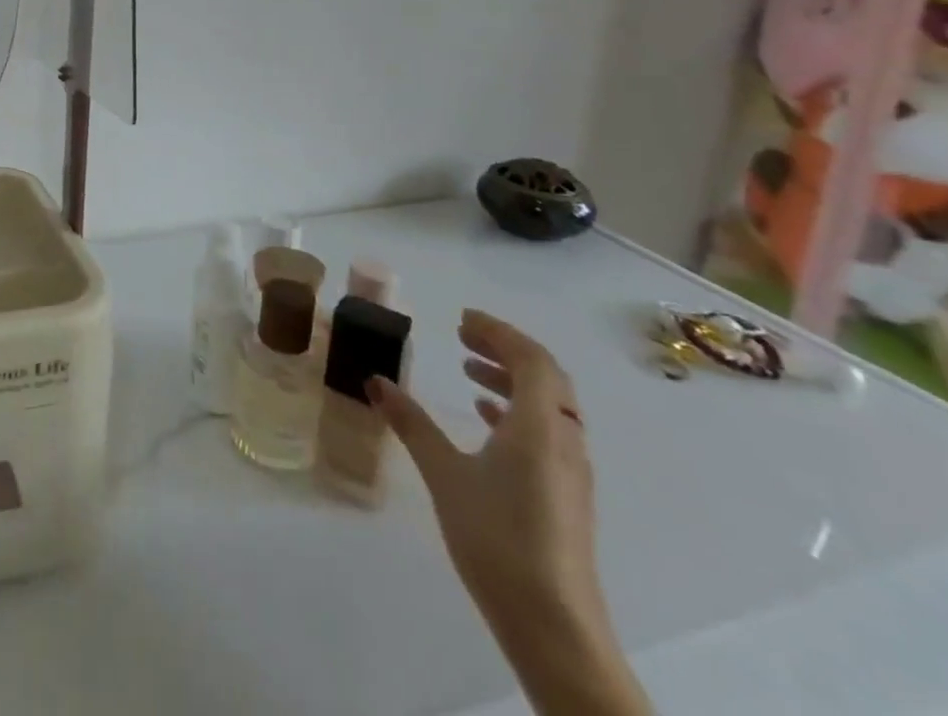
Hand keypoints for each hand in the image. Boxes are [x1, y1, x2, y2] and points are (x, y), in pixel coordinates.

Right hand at [371, 310, 602, 634]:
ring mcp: (570, 471)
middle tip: (463, 336)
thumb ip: (412, 424)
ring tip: (469, 369)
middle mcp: (564, 440)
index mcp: (540, 426)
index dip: (498, 332)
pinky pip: (547, 431)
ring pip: (549, 405)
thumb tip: (376, 381)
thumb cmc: (497, 538)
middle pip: (546, 377)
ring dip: (512, 379)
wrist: (553, 627)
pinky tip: (485, 418)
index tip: (461, 319)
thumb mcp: (444, 474)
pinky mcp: (566, 495)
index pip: (531, 359)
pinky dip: (517, 410)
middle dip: (505, 349)